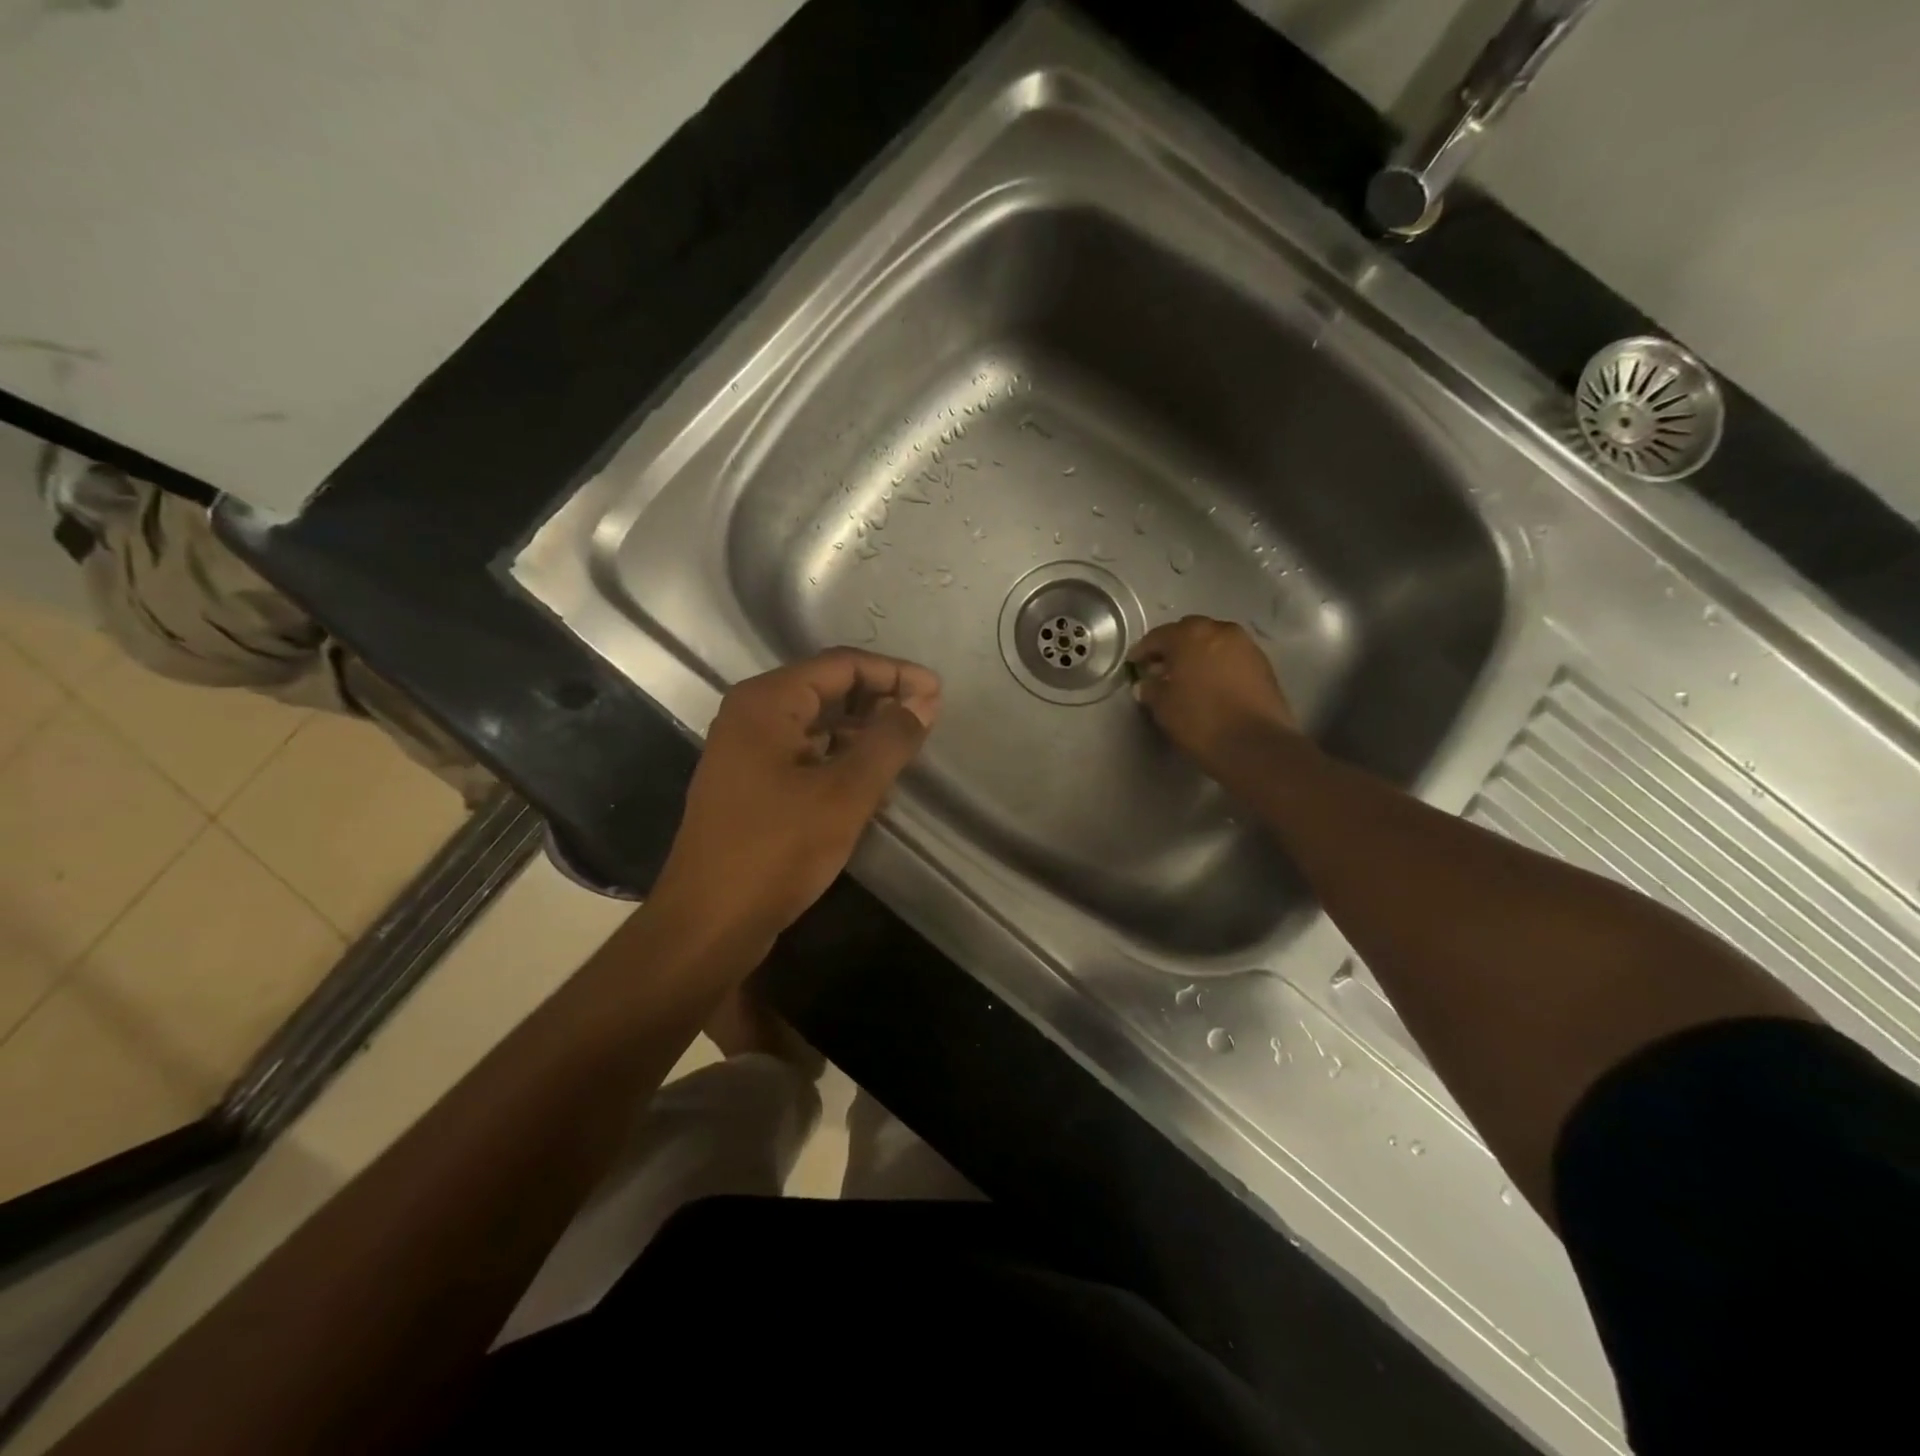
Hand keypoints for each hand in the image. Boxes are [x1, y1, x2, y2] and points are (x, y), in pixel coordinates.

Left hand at [653, 649, 940, 942]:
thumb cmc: (776, 850)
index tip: (938, 693)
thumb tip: (924, 701)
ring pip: (818, 725)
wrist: (708, 924)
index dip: (894, 673)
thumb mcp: (845, 793)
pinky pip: (806, 755)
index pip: (841, 665)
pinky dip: (842, 761)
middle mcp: (752, 716)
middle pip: (827, 689)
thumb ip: (888, 741)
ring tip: (908, 749)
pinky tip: (874, 783)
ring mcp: (748, 752)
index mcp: (766, 702)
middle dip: (880, 700)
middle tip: (927, 719)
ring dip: (863, 732)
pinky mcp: (752, 786)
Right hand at [1129, 616, 1299, 779]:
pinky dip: (1218, 665)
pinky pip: (1231, 657)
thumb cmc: (1200, 720)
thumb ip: (1151, 689)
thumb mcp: (1163, 707)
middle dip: (1173, 647)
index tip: (1134, 664)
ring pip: (1213, 642)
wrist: (1255, 744)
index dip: (1143, 651)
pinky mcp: (1263, 664)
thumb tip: (1146, 684)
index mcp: (1190, 635)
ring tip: (1187, 678)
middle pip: (1189, 632)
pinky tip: (1210, 685)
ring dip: (1198, 655)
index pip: (1158, 636)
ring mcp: (1246, 645)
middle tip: (1161, 668)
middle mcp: (1220, 630)